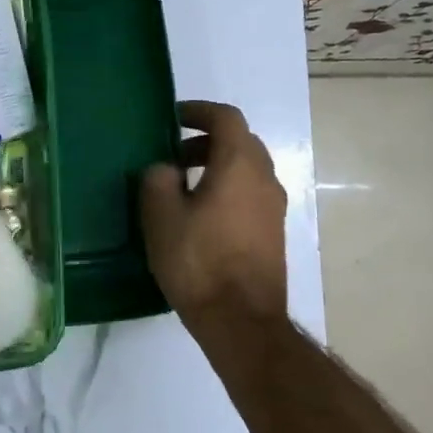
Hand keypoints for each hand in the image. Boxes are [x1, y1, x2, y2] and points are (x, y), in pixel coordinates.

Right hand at [140, 100, 287, 323]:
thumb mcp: (161, 216)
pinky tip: (201, 216)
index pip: (226, 118)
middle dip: (207, 140)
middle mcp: (265, 179)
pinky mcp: (273, 233)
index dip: (199, 111)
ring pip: (247, 170)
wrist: (241, 321)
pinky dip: (227, 189)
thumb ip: (158, 179)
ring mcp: (274, 208)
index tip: (173, 118)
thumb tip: (166, 170)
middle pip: (240, 142)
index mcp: (239, 164)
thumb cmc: (199, 261)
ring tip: (183, 186)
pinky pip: (250, 194)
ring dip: (217, 166)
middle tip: (174, 155)